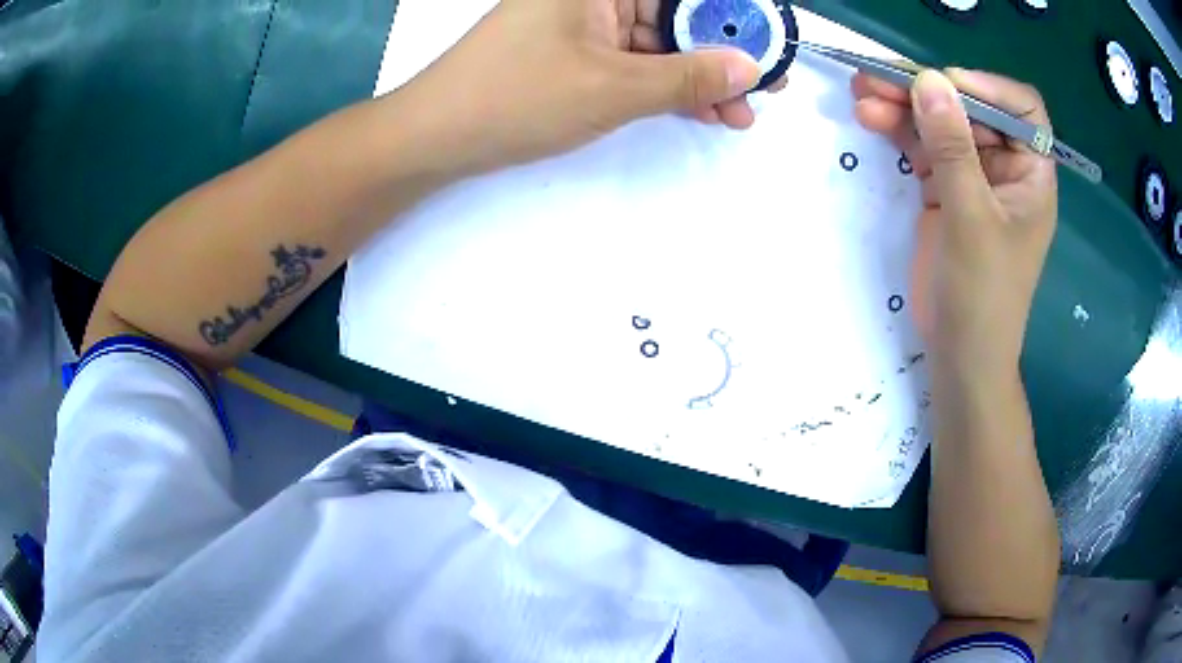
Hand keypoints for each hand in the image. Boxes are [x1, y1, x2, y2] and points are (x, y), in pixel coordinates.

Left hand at [388, 0, 784, 175]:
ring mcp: (584, 23)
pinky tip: (700, 110)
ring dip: (698, 76)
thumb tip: (749, 68)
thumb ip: (688, 76)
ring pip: (658, 42)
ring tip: (738, 113)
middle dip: (721, 52)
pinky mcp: (576, 53)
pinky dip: (666, 86)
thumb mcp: (613, 87)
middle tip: (763, 88)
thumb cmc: (516, 97)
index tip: (769, 43)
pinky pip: (635, 62)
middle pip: (674, 14)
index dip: (732, 15)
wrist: (436, 136)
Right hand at [853, 69, 1057, 373]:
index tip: (944, 85)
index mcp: (1031, 173)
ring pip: (940, 125)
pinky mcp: (945, 190)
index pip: (1021, 110)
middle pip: (970, 110)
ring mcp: (973, 177)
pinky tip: (871, 119)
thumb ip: (952, 148)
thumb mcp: (971, 219)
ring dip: (904, 107)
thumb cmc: (983, 296)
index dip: (987, 88)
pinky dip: (898, 132)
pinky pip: (922, 147)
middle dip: (928, 92)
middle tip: (879, 79)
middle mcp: (1005, 167)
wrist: (959, 355)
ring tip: (864, 96)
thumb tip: (929, 79)